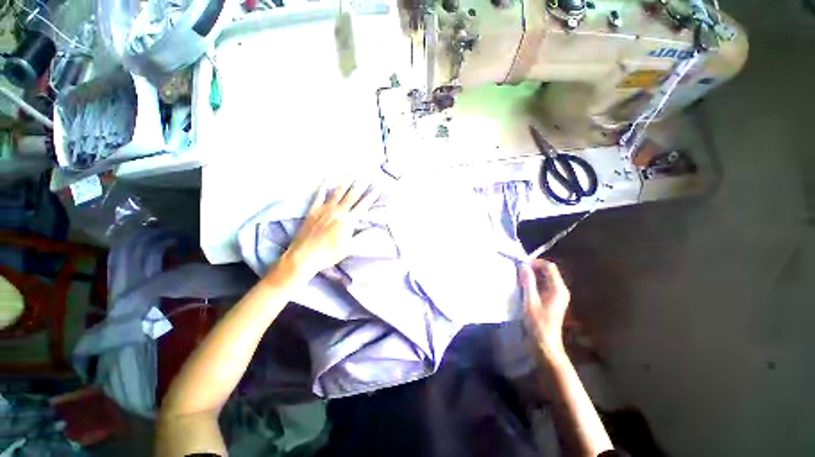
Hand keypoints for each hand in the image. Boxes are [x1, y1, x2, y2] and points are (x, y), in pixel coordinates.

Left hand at [280, 181, 377, 279]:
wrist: (305, 256)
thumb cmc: (329, 254)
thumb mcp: (350, 248)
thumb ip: (362, 236)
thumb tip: (374, 229)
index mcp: (348, 221)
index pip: (363, 205)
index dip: (371, 196)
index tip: (377, 187)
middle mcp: (338, 212)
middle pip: (352, 195)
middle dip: (361, 185)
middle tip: (366, 175)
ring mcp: (325, 210)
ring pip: (337, 192)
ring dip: (345, 182)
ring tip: (351, 173)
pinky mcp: (313, 210)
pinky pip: (319, 195)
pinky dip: (323, 186)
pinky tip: (326, 178)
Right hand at [518, 259, 570, 356]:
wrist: (545, 343)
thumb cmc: (538, 323)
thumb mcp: (530, 301)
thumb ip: (528, 282)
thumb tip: (523, 265)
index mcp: (558, 289)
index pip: (549, 267)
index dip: (535, 263)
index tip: (521, 265)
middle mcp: (560, 289)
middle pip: (548, 271)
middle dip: (533, 268)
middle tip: (518, 272)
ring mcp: (557, 295)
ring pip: (545, 278)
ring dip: (532, 276)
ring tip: (519, 279)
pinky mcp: (552, 300)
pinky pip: (543, 285)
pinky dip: (534, 283)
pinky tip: (524, 288)